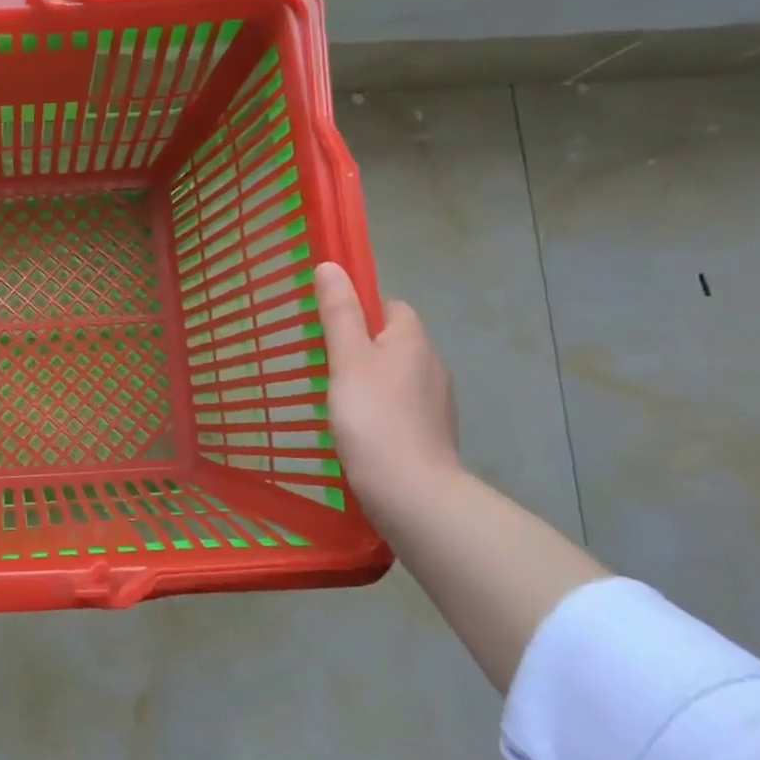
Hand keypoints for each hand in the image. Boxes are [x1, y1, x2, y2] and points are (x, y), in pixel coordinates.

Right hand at [314, 261, 460, 505]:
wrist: (412, 493)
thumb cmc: (374, 418)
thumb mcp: (347, 359)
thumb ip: (338, 313)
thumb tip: (331, 266)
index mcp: (413, 340)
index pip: (390, 306)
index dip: (360, 309)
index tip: (329, 328)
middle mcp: (432, 364)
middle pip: (394, 340)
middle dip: (363, 345)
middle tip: (324, 363)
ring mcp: (436, 402)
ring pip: (398, 375)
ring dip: (371, 379)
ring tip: (336, 398)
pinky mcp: (432, 433)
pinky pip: (402, 406)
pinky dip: (381, 409)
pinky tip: (359, 427)